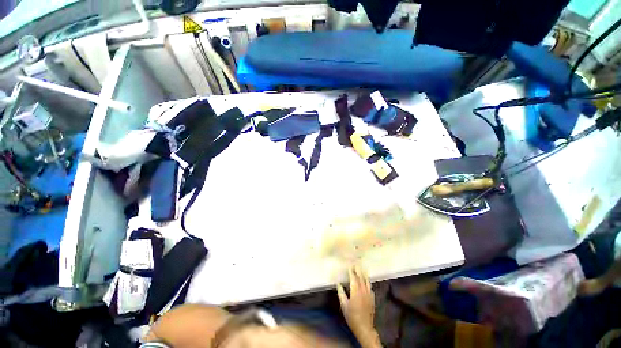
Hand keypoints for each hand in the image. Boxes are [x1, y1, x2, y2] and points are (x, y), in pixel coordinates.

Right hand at [337, 266, 376, 341]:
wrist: (364, 327)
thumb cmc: (352, 316)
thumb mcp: (344, 305)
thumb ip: (341, 293)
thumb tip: (338, 283)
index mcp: (355, 290)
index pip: (353, 277)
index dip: (351, 271)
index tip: (349, 265)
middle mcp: (363, 290)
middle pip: (361, 277)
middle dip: (358, 270)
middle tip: (355, 263)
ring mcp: (369, 294)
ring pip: (367, 281)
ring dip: (364, 274)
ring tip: (362, 269)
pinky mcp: (372, 298)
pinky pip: (370, 287)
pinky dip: (368, 282)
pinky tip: (367, 281)